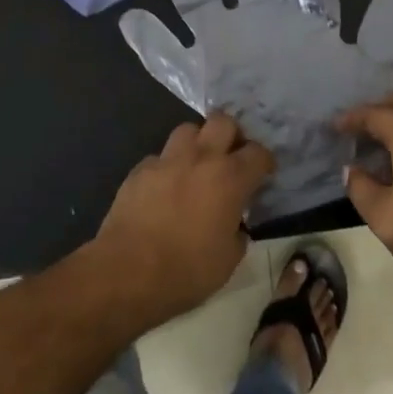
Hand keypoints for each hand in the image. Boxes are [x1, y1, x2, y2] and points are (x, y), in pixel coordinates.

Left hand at [89, 113, 274, 327]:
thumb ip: (237, 233)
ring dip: (197, 143)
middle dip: (232, 134)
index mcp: (230, 178)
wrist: (128, 272)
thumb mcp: (229, 260)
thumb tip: (234, 225)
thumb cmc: (187, 270)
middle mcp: (201, 158)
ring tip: (197, 164)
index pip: (258, 153)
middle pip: (222, 121)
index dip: (264, 161)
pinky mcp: (140, 169)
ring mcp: (167, 160)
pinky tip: (165, 187)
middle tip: (231, 156)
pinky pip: (159, 156)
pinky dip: (167, 166)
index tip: (264, 173)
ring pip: (188, 129)